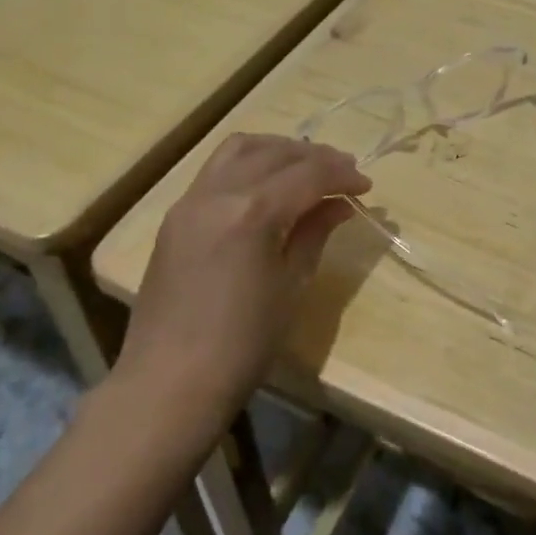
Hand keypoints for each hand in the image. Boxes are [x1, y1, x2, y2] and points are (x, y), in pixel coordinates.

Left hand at [114, 134, 369, 421]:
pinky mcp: (175, 216)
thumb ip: (314, 233)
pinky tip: (267, 184)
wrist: (168, 385)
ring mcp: (190, 201)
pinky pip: (217, 169)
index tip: (367, 186)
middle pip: (276, 154)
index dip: (342, 175)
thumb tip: (340, 205)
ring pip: (241, 149)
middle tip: (345, 174)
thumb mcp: (291, 286)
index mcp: (253, 212)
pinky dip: (249, 163)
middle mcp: (218, 193)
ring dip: (279, 150)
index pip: (309, 174)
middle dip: (316, 158)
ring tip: (305, 168)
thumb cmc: (242, 344)